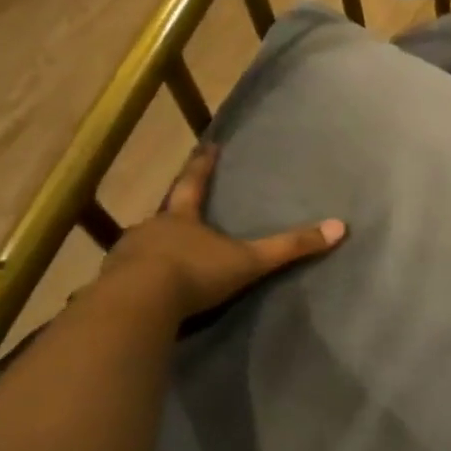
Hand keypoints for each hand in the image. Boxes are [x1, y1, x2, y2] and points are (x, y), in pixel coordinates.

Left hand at [100, 143, 346, 319]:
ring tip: (162, 259)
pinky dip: (136, 279)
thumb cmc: (195, 273)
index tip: (207, 146)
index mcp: (182, 218)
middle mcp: (151, 228)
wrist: (138, 305)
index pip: (193, 183)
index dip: (202, 165)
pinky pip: (126, 277)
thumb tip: (340, 228)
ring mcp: (126, 255)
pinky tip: (143, 292)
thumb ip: (290, 247)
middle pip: (165, 216)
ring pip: (143, 246)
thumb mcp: (249, 261)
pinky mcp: (110, 285)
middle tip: (182, 215)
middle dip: (174, 215)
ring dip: (153, 250)